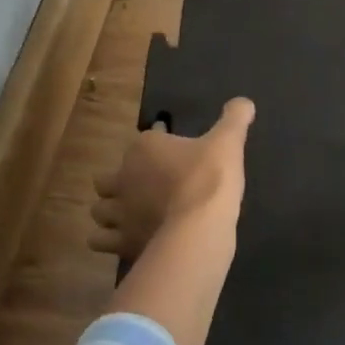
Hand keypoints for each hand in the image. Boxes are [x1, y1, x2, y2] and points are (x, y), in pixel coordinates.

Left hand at [90, 98, 254, 261]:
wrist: (200, 226)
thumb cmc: (210, 178)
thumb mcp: (229, 142)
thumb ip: (235, 118)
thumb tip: (245, 101)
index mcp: (144, 148)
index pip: (144, 140)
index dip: (157, 143)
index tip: (173, 150)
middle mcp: (123, 178)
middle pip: (107, 179)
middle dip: (120, 182)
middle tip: (144, 187)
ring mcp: (119, 213)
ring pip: (100, 211)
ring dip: (111, 212)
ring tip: (131, 216)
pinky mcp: (121, 243)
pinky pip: (102, 241)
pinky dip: (110, 241)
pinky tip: (128, 239)